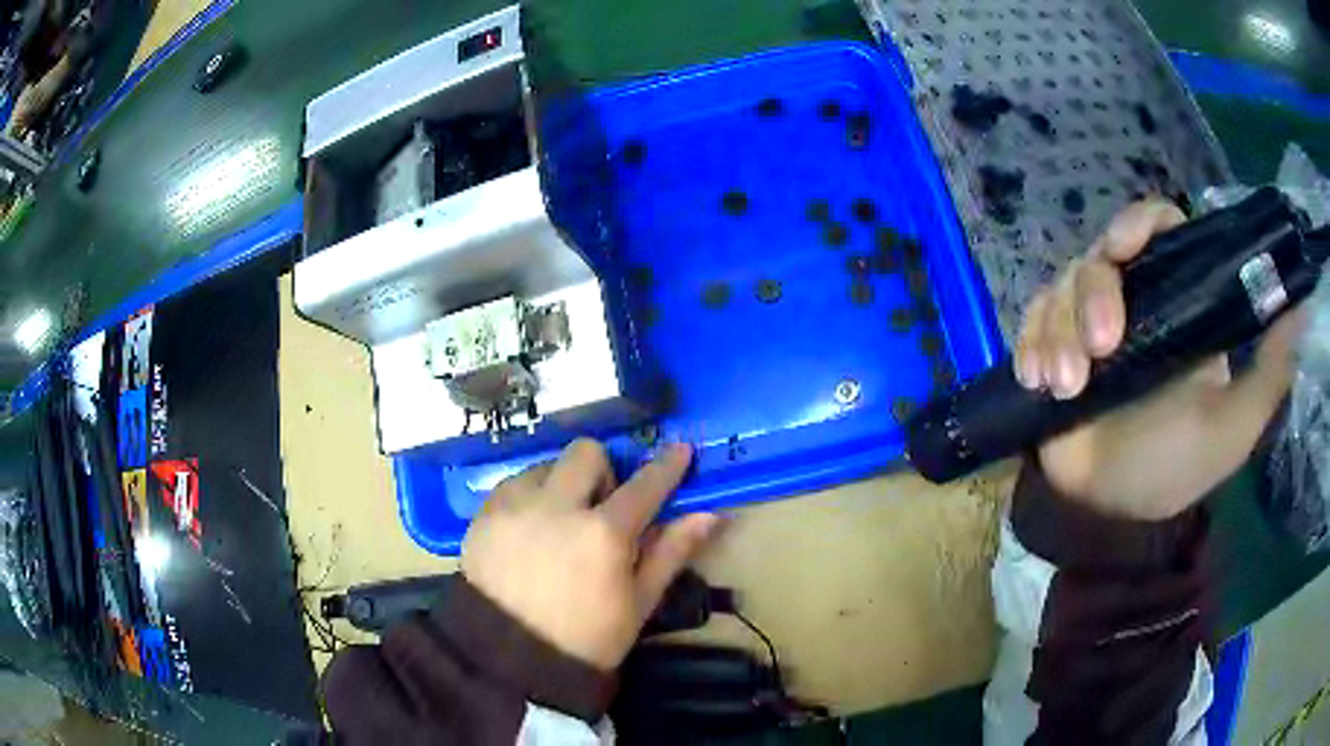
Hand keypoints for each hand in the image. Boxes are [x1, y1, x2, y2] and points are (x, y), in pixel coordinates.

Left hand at [461, 439, 718, 670]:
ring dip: (562, 484)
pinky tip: (530, 531)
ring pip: (546, 466)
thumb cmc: (587, 639)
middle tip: (602, 507)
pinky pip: (513, 485)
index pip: (645, 484)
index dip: (667, 466)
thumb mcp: (638, 604)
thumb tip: (708, 516)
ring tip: (560, 522)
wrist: (511, 660)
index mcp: (603, 533)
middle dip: (603, 471)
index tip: (680, 451)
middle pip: (587, 453)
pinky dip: (530, 498)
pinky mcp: (483, 515)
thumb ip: (671, 553)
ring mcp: (514, 507)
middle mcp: (557, 507)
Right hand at [1014, 200, 1302, 520]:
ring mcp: (1087, 324)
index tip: (1125, 250)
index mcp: (1178, 304)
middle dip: (1094, 293)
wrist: (1110, 518)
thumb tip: (1300, 305)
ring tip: (1065, 388)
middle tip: (1102, 348)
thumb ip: (1269, 371)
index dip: (1139, 224)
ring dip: (1059, 330)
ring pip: (1062, 284)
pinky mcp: (1051, 348)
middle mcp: (1134, 302)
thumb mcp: (1234, 426)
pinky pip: (1031, 318)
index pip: (1158, 229)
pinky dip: (1031, 341)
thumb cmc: (1174, 468)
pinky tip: (1038, 379)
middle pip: (1102, 253)